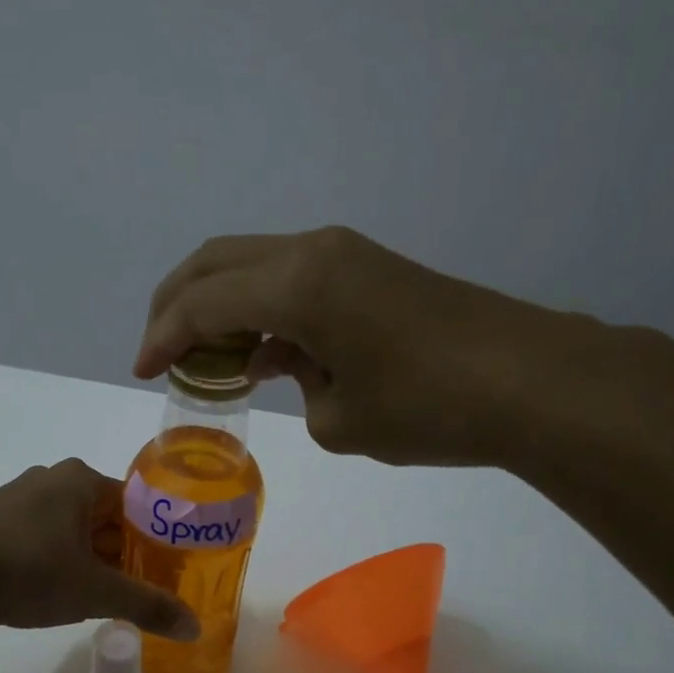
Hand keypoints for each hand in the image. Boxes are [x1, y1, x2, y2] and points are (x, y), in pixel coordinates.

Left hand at [0, 459, 199, 638]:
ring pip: (68, 529)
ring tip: (94, 597)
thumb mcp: (96, 592)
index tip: (162, 573)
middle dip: (119, 553)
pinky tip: (48, 592)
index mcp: (81, 480)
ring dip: (85, 559)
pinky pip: (36, 537)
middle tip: (133, 591)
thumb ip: (147, 606)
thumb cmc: (30, 570)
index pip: (135, 505)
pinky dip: (52, 561)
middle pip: (102, 517)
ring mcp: (14, 498)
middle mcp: (49, 479)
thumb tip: (195, 628)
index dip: (152, 540)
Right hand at [136, 225, 613, 469]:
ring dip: (221, 304)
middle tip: (160, 349)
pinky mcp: (371, 269)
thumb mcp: (340, 420)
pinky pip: (293, 279)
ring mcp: (346, 255)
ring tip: (207, 357)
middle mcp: (313, 252)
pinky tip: (265, 354)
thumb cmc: (428, 407)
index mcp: (296, 284)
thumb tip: (299, 365)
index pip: (202, 303)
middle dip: (177, 304)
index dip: (162, 336)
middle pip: (217, 262)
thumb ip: (298, 388)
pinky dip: (262, 309)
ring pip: (254, 265)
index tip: (141, 371)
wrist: (531, 380)